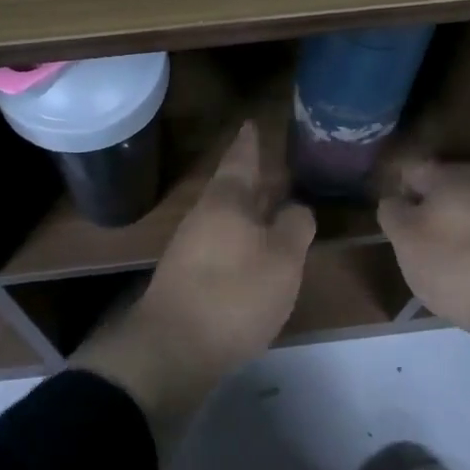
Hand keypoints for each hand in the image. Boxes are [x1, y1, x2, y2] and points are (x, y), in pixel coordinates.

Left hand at [74, 122, 313, 449]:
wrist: (173, 347)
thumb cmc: (234, 293)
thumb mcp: (282, 259)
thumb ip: (294, 226)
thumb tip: (296, 208)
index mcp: (228, 200)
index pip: (241, 158)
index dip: (250, 141)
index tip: (252, 122)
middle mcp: (206, 214)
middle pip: (233, 187)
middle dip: (255, 178)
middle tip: (276, 166)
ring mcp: (192, 244)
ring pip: (228, 216)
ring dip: (250, 211)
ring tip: (274, 209)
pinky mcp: (189, 275)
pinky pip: (222, 243)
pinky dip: (242, 239)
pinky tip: (255, 253)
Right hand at [376, 160, 469, 342]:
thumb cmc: (455, 263)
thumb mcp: (405, 237)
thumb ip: (392, 213)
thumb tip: (395, 202)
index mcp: (452, 174)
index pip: (410, 171)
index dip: (394, 194)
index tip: (386, 222)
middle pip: (438, 198)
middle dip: (421, 220)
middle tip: (407, 250)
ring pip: (460, 224)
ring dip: (444, 243)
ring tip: (434, 274)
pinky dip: (468, 264)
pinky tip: (463, 288)